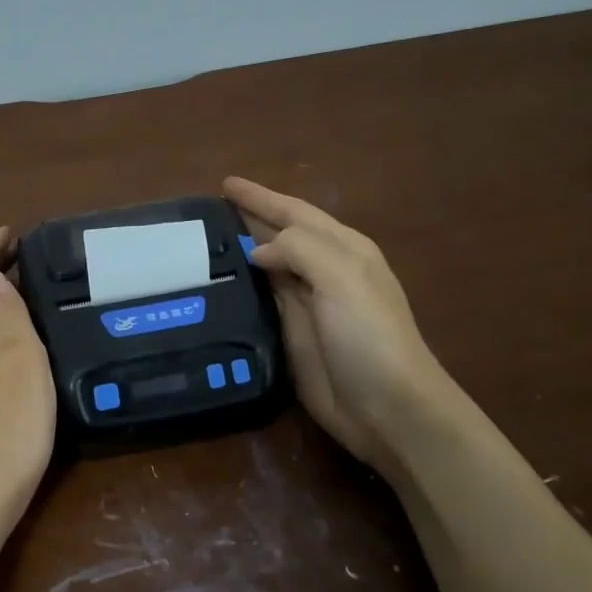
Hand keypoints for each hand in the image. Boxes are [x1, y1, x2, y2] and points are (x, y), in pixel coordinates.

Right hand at [225, 176, 466, 476]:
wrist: (387, 407)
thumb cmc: (369, 335)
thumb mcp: (342, 276)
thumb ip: (298, 249)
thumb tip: (257, 251)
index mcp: (342, 249)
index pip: (294, 212)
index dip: (260, 197)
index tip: (225, 184)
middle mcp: (323, 271)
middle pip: (279, 235)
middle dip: (249, 218)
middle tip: (207, 210)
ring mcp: (306, 304)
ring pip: (267, 266)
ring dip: (240, 250)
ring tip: (203, 241)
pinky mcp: (291, 335)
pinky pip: (260, 300)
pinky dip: (240, 286)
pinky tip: (217, 283)